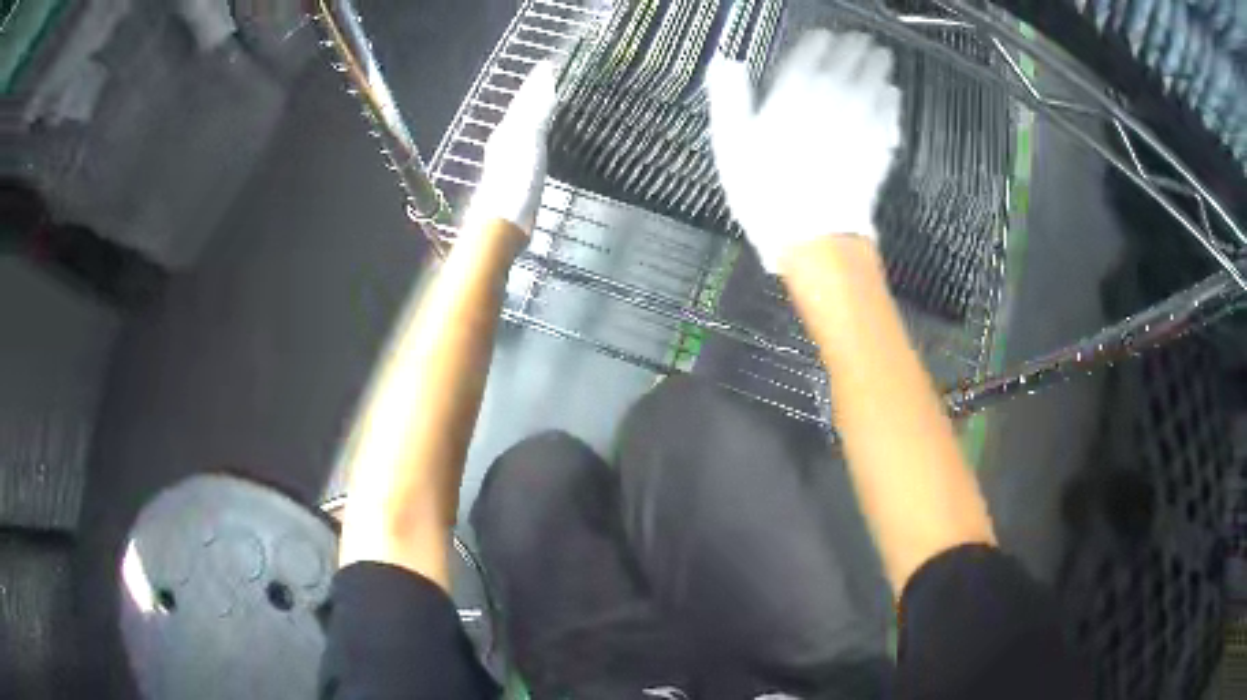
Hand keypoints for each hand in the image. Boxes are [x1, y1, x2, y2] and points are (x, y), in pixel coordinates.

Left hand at [465, 61, 559, 236]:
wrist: (504, 223)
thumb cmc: (516, 179)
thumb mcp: (529, 136)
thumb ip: (537, 107)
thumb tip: (546, 75)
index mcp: (507, 129)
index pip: (524, 98)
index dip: (537, 82)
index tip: (550, 65)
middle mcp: (505, 141)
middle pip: (524, 112)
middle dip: (538, 96)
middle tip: (557, 81)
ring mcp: (511, 162)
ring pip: (527, 129)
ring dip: (541, 116)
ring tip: (558, 106)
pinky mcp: (520, 180)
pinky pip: (534, 148)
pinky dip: (543, 139)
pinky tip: (548, 144)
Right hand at [707, 30, 901, 272]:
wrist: (814, 235)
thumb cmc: (767, 192)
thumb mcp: (731, 144)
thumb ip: (730, 97)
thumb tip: (725, 62)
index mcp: (792, 94)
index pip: (810, 54)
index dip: (819, 41)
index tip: (825, 35)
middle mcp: (830, 100)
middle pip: (848, 63)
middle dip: (855, 48)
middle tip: (862, 39)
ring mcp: (859, 123)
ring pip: (873, 84)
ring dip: (878, 67)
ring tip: (882, 57)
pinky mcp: (877, 148)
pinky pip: (888, 116)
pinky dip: (892, 102)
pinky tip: (893, 95)